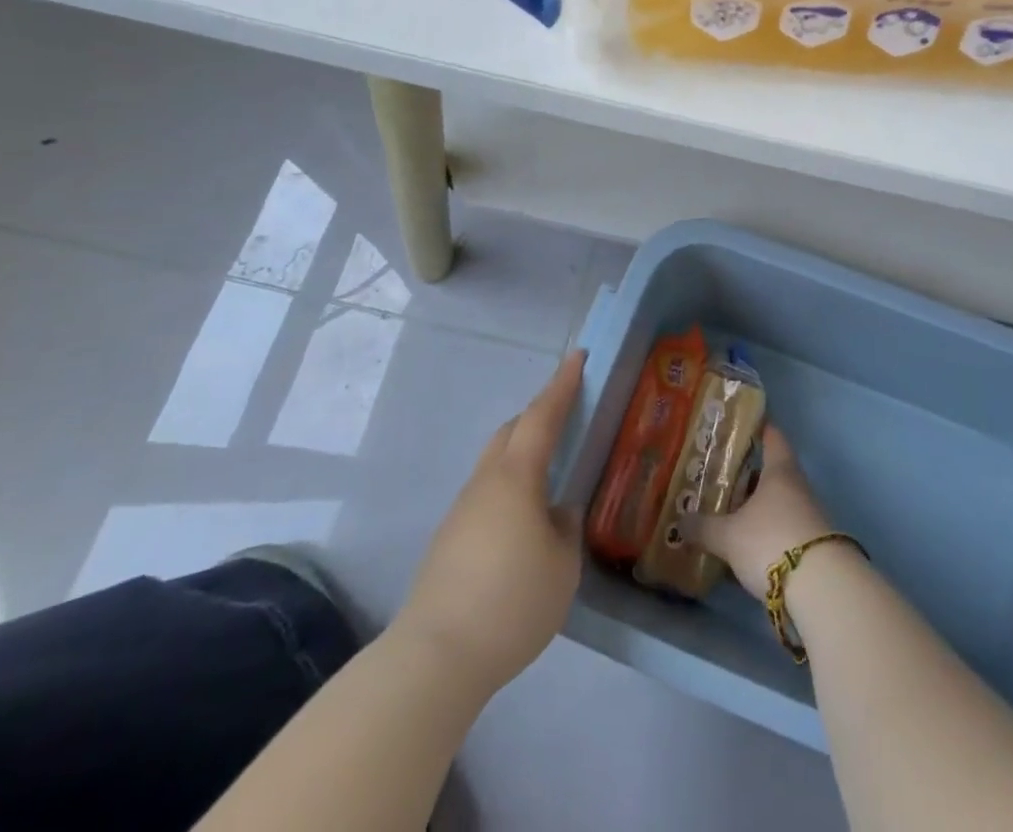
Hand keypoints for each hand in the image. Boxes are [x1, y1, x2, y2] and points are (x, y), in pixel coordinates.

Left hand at [393, 350, 584, 694]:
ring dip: (523, 452)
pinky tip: (523, 520)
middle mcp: (485, 482)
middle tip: (568, 414)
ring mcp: (462, 510)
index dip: (563, 384)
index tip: (578, 357)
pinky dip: (510, 486)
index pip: (543, 416)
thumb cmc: (510, 602)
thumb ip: (565, 528)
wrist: (434, 657)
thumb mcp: (562, 566)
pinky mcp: (448, 540)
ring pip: (496, 463)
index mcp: (516, 477)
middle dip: (539, 414)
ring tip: (550, 471)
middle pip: (512, 431)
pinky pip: (486, 493)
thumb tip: (555, 514)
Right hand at [689, 426, 834, 591]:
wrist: (821, 589)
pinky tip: (742, 549)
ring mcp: (808, 517)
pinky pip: (781, 531)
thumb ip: (703, 527)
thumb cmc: (771, 541)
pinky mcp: (811, 546)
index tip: (740, 426)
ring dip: (754, 509)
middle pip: (771, 474)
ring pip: (775, 504)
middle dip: (746, 478)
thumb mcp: (729, 536)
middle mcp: (797, 487)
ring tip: (724, 517)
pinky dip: (763, 535)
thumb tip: (680, 521)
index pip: (772, 437)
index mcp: (780, 471)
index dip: (757, 429)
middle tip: (717, 480)